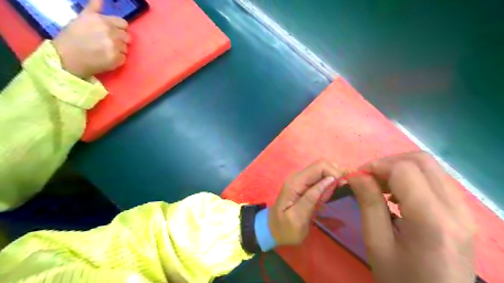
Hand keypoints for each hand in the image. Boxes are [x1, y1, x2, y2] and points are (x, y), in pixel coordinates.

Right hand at [52, 0, 128, 78]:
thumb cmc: (72, 37)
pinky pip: (124, 58)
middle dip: (120, 40)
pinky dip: (118, 59)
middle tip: (108, 43)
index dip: (119, 29)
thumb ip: (94, 9)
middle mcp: (110, 32)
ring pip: (126, 48)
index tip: (112, 32)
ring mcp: (114, 46)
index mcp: (102, 20)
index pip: (124, 24)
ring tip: (106, 51)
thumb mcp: (81, 18)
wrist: (66, 57)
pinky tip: (106, 58)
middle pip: (127, 37)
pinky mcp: (117, 59)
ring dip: (119, 50)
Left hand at [270, 160, 340, 245]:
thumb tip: (330, 179)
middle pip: (321, 166)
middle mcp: (297, 176)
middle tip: (333, 195)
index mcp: (295, 182)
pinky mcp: (303, 184)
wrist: (272, 230)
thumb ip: (312, 198)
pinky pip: (319, 178)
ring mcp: (300, 179)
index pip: (319, 166)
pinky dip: (326, 185)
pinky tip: (324, 198)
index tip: (340, 188)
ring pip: (321, 171)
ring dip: (330, 182)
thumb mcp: (298, 217)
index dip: (334, 173)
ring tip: (327, 199)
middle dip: (334, 177)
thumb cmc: (285, 228)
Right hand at [349, 152, 474, 281]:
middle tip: (369, 179)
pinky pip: (436, 180)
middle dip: (389, 162)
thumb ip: (368, 203)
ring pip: (430, 167)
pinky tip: (398, 195)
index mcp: (432, 220)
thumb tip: (356, 174)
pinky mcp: (463, 213)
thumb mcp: (376, 242)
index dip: (377, 166)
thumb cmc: (401, 279)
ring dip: (400, 169)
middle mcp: (456, 210)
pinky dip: (412, 178)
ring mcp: (464, 211)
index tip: (358, 178)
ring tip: (381, 187)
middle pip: (421, 160)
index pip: (404, 169)